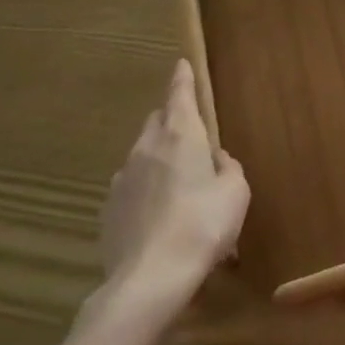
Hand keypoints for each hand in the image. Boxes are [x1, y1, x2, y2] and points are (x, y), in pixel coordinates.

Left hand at [97, 60, 248, 310]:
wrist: (149, 280)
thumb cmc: (203, 225)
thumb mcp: (236, 193)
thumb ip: (228, 168)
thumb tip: (216, 160)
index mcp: (181, 135)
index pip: (179, 94)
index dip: (182, 78)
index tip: (181, 64)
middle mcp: (147, 148)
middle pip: (157, 121)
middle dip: (170, 120)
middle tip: (188, 134)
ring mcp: (122, 179)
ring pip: (141, 155)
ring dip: (156, 159)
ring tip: (174, 184)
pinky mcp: (108, 211)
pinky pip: (129, 188)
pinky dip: (143, 191)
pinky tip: (155, 215)